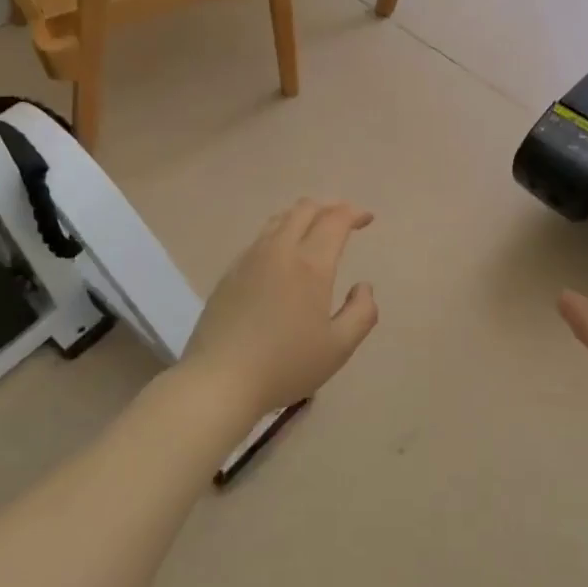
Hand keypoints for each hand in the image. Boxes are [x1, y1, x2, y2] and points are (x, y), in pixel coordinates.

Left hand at [182, 199, 379, 421]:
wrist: (220, 379)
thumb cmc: (286, 365)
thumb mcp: (339, 347)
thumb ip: (361, 313)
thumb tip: (363, 286)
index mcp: (310, 265)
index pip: (334, 220)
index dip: (354, 213)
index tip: (367, 219)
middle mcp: (279, 251)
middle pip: (304, 209)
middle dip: (329, 207)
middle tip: (345, 219)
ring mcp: (249, 259)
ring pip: (279, 219)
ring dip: (303, 216)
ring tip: (315, 230)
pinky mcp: (230, 273)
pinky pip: (260, 238)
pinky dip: (280, 233)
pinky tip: (283, 255)